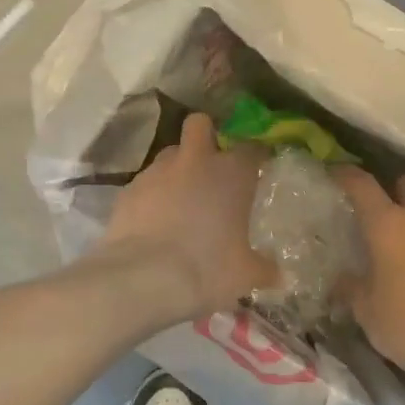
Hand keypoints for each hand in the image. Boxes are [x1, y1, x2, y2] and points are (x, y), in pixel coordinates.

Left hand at [94, 112, 274, 323]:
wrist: (143, 279)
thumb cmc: (208, 269)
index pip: (251, 148)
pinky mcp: (127, 190)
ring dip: (178, 168)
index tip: (259, 167)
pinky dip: (152, 195)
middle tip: (212, 164)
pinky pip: (145, 183)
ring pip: (169, 154)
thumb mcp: (246, 275)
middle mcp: (195, 162)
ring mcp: (156, 172)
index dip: (256, 155)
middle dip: (206, 136)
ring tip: (181, 198)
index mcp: (232, 174)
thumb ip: (264, 268)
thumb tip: (277, 273)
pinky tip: (154, 221)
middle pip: (200, 125)